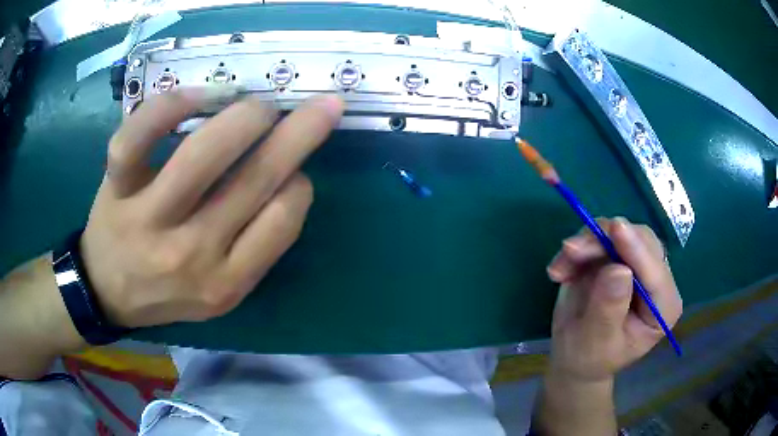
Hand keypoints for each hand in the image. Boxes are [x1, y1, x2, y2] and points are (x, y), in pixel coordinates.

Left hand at [80, 87, 344, 327]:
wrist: (107, 293)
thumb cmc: (166, 291)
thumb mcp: (220, 291)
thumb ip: (255, 246)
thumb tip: (288, 178)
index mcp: (224, 284)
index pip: (281, 221)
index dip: (299, 184)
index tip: (296, 171)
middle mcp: (188, 254)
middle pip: (252, 180)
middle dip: (298, 132)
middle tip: (317, 107)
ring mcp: (147, 219)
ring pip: (201, 155)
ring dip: (245, 117)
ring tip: (258, 105)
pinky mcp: (115, 190)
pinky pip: (138, 138)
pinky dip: (170, 105)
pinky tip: (198, 95)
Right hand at [545, 217, 682, 382]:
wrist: (573, 357)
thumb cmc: (589, 359)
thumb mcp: (596, 342)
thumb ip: (609, 309)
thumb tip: (618, 269)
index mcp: (663, 307)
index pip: (656, 272)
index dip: (636, 249)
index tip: (616, 228)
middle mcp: (655, 280)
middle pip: (641, 240)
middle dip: (606, 241)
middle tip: (572, 251)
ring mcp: (636, 265)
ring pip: (619, 233)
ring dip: (587, 244)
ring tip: (559, 270)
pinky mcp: (615, 256)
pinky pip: (599, 237)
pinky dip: (577, 250)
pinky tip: (559, 272)